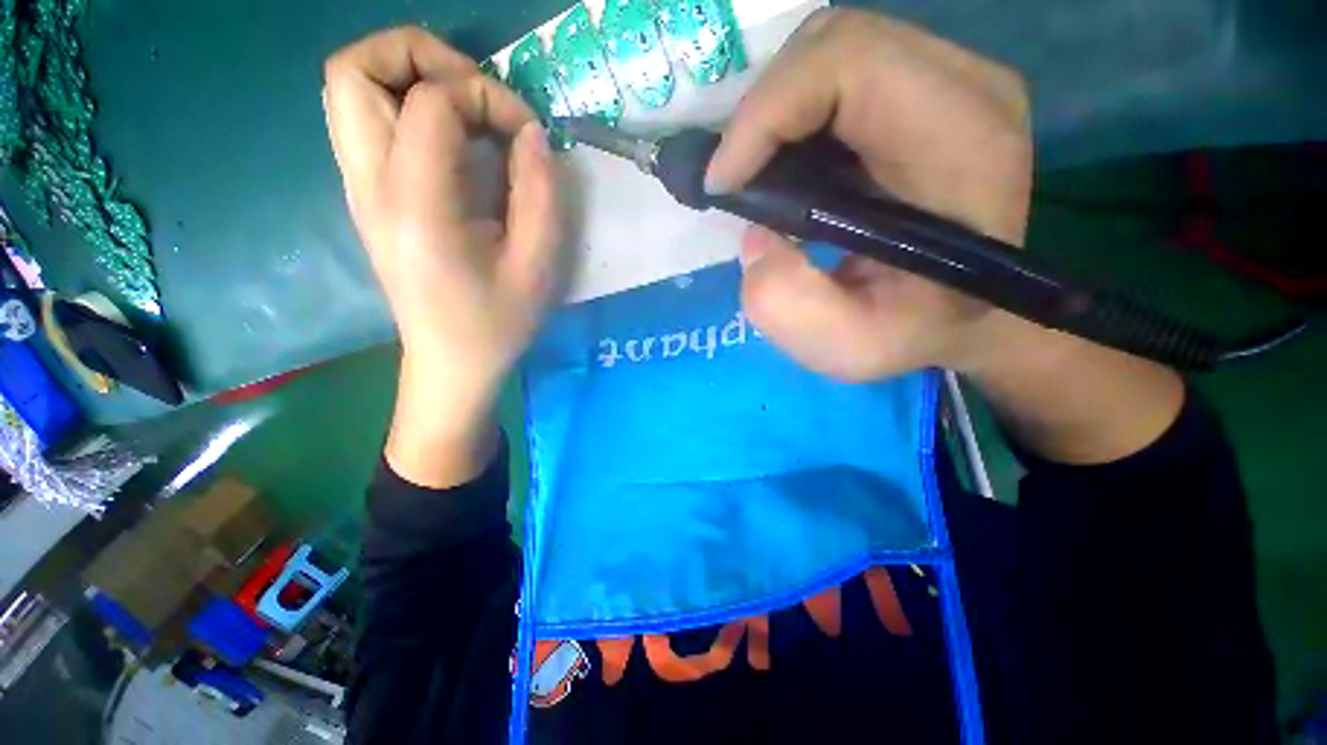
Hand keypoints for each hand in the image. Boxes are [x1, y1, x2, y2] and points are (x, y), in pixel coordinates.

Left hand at [324, 28, 560, 484]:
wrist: (450, 363)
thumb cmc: (497, 325)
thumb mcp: (537, 268)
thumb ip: (539, 195)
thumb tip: (531, 134)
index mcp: (417, 208)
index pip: (431, 101)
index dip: (487, 97)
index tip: (526, 135)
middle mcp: (370, 186)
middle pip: (352, 69)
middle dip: (421, 57)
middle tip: (475, 95)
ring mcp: (359, 188)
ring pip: (348, 87)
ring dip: (408, 76)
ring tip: (464, 110)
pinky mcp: (366, 195)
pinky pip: (365, 119)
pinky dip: (405, 105)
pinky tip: (451, 142)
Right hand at [707, 9, 1033, 380]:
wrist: (968, 316)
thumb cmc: (916, 335)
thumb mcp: (851, 347)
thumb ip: (788, 306)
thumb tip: (754, 237)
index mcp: (964, 144)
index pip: (851, 64)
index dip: (766, 113)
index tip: (722, 182)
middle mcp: (966, 89)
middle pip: (836, 44)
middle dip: (761, 112)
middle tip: (734, 180)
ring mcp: (949, 81)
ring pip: (832, 52)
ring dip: (774, 114)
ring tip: (755, 176)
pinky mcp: (925, 91)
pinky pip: (840, 74)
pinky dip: (792, 115)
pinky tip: (784, 166)